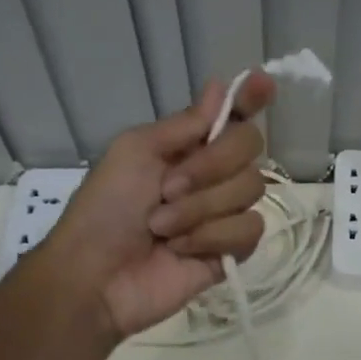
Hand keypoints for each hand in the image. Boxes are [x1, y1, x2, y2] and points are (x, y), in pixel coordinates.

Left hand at [39, 75, 274, 337]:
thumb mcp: (135, 152)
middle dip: (210, 166)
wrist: (96, 276)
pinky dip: (211, 237)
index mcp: (188, 146)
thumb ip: (184, 124)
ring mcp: (224, 212)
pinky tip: (181, 249)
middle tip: (167, 188)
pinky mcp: (232, 250)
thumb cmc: (105, 208)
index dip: (252, 98)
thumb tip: (219, 85)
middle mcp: (212, 174)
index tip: (264, 83)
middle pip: (249, 147)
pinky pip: (249, 229)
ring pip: (250, 190)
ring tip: (161, 228)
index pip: (233, 116)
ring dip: (200, 208)